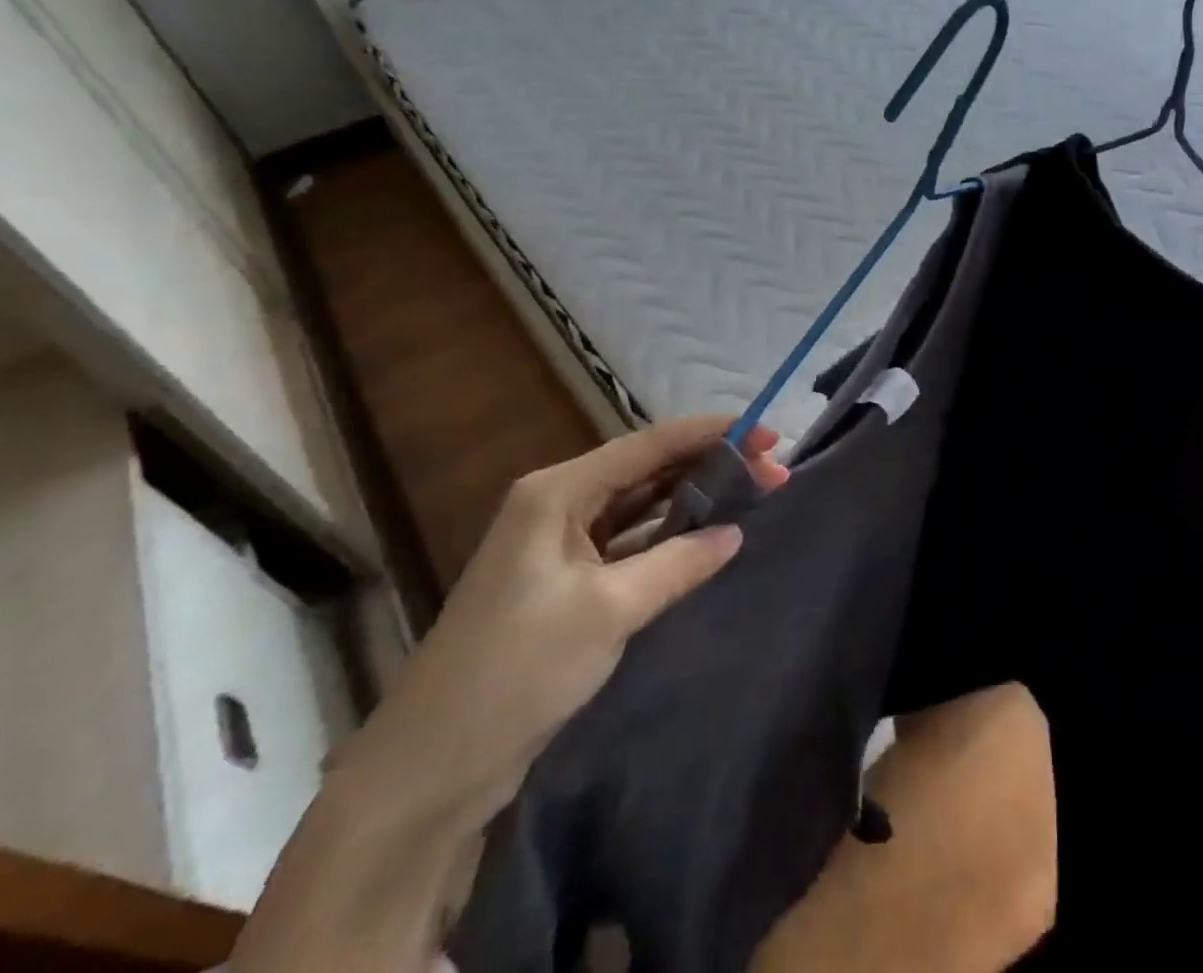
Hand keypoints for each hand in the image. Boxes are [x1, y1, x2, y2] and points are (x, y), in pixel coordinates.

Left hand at [331, 416, 788, 829]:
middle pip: (647, 471)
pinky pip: (628, 543)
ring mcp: (559, 545)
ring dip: (692, 499)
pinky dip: (667, 537)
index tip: (767, 434)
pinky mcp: (564, 583)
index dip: (711, 433)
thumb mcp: (608, 611)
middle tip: (772, 469)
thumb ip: (678, 562)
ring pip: (639, 506)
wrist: (430, 769)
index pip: (648, 445)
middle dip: (709, 465)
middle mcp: (557, 505)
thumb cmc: (517, 671)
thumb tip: (735, 532)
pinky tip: (705, 535)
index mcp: (557, 492)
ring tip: (750, 493)